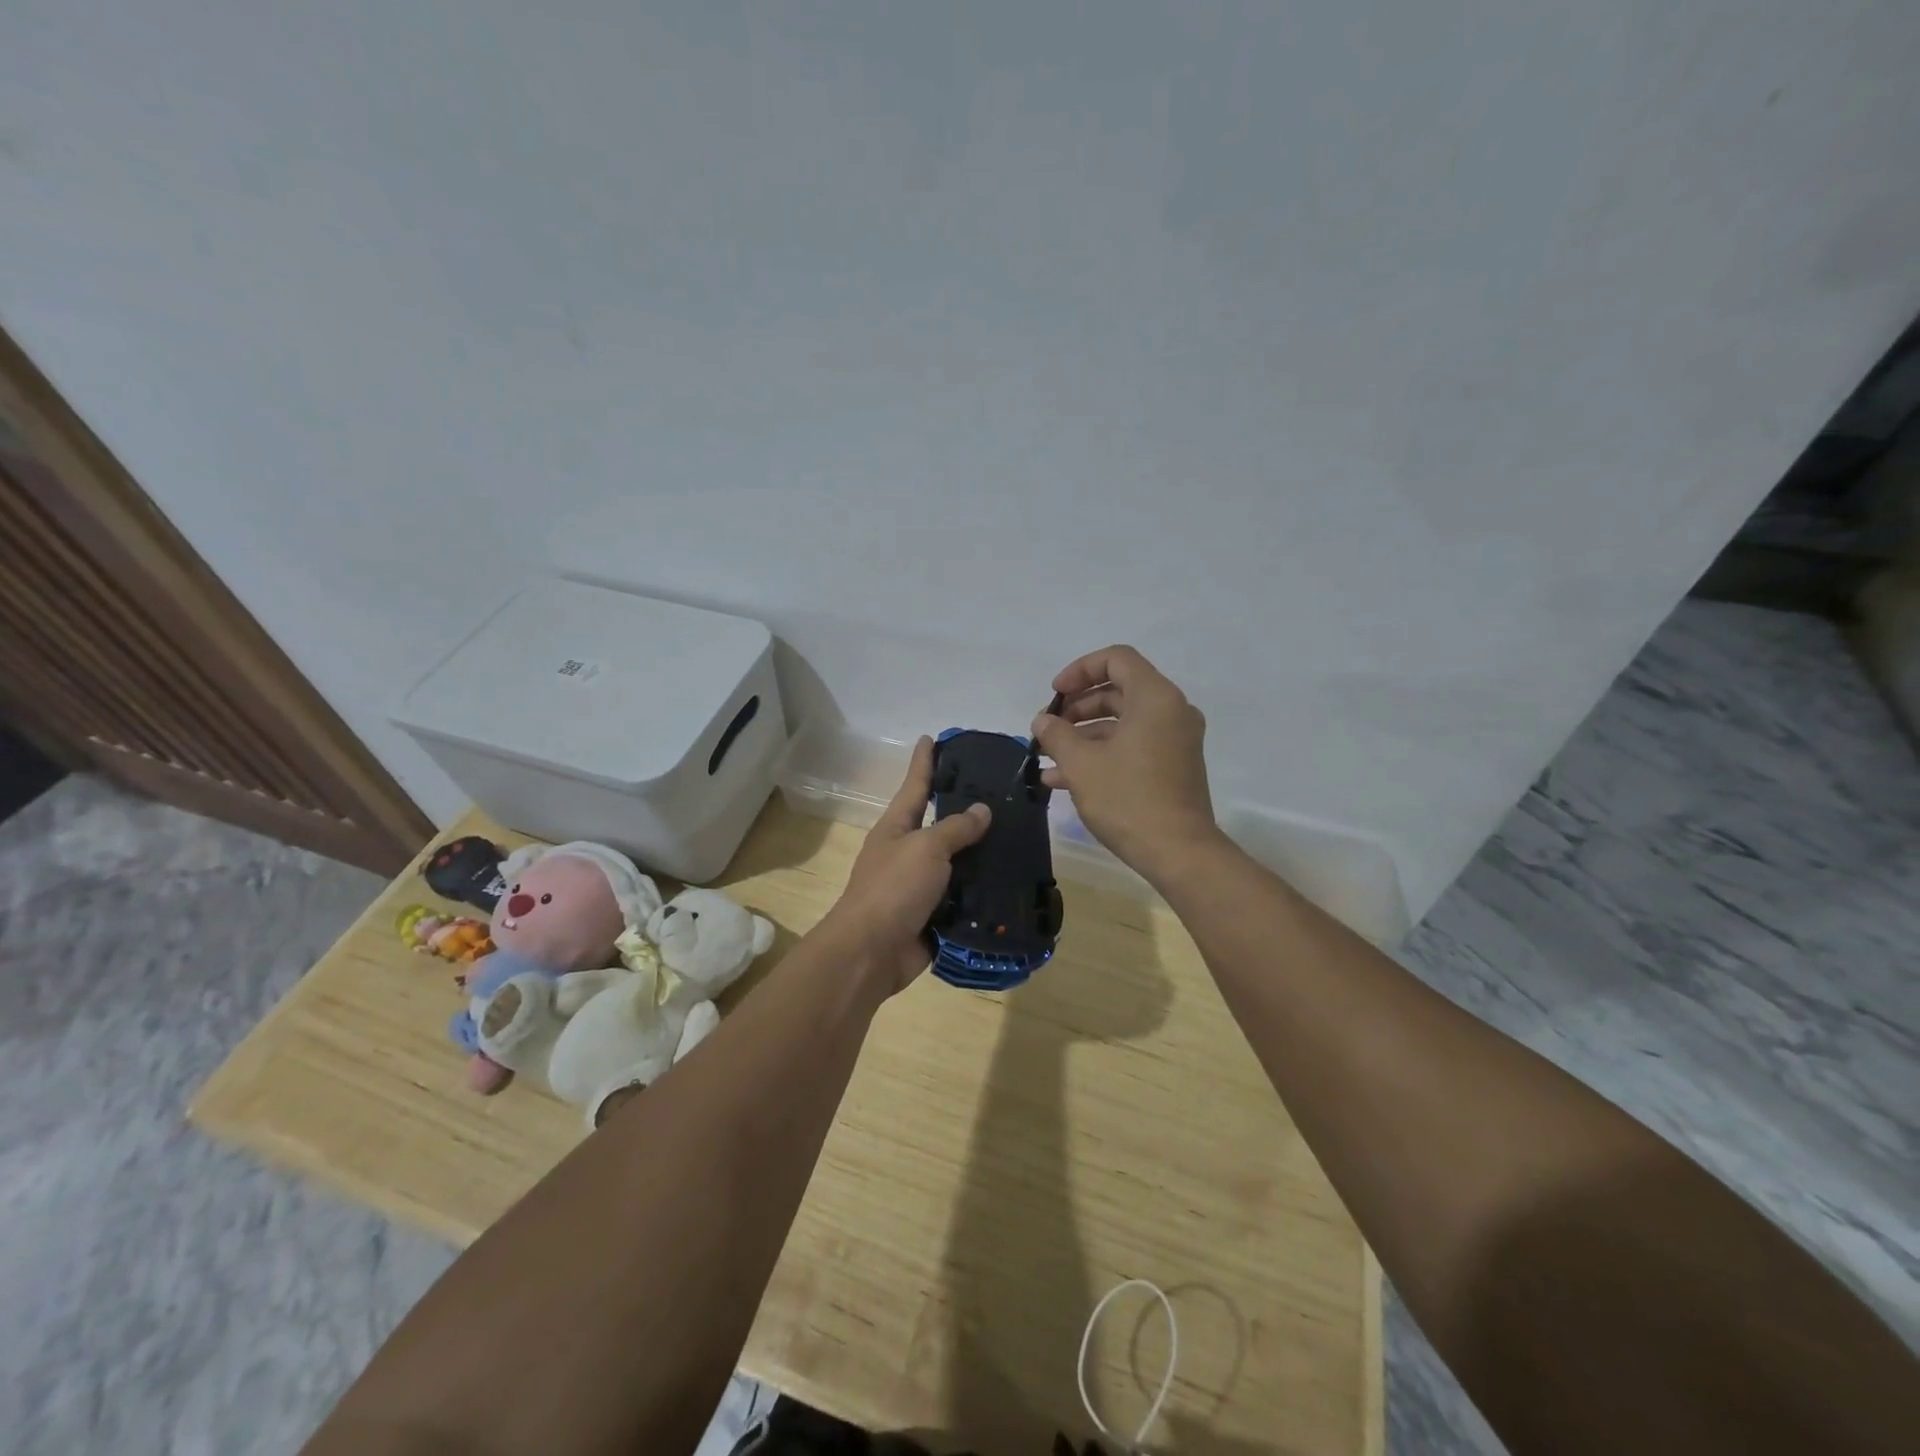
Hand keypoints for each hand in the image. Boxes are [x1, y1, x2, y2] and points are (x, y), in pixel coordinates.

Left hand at [824, 736, 991, 993]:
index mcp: (897, 827)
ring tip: (1017, 837)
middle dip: (965, 810)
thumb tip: (981, 810)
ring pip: (956, 863)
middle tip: (1000, 793)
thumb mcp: (926, 848)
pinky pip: (963, 897)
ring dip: (981, 855)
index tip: (932, 738)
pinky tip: (1011, 883)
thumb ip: (955, 828)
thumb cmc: (894, 888)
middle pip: (940, 824)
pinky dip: (983, 892)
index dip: (925, 762)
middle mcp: (907, 852)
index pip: (915, 785)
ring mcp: (919, 885)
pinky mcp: (933, 915)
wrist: (872, 952)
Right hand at [1031, 644, 1220, 885]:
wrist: (1179, 852)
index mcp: (1155, 698)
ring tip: (1049, 759)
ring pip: (1123, 722)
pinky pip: (1133, 745)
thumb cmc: (1128, 799)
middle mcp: (1172, 711)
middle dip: (1078, 707)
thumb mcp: (1082, 764)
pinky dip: (1102, 753)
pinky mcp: (1173, 767)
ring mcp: (1175, 741)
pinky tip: (1065, 779)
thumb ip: (1057, 734)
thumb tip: (1043, 721)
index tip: (1055, 695)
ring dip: (1084, 735)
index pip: (1116, 659)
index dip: (1080, 670)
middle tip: (1049, 728)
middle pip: (1118, 690)